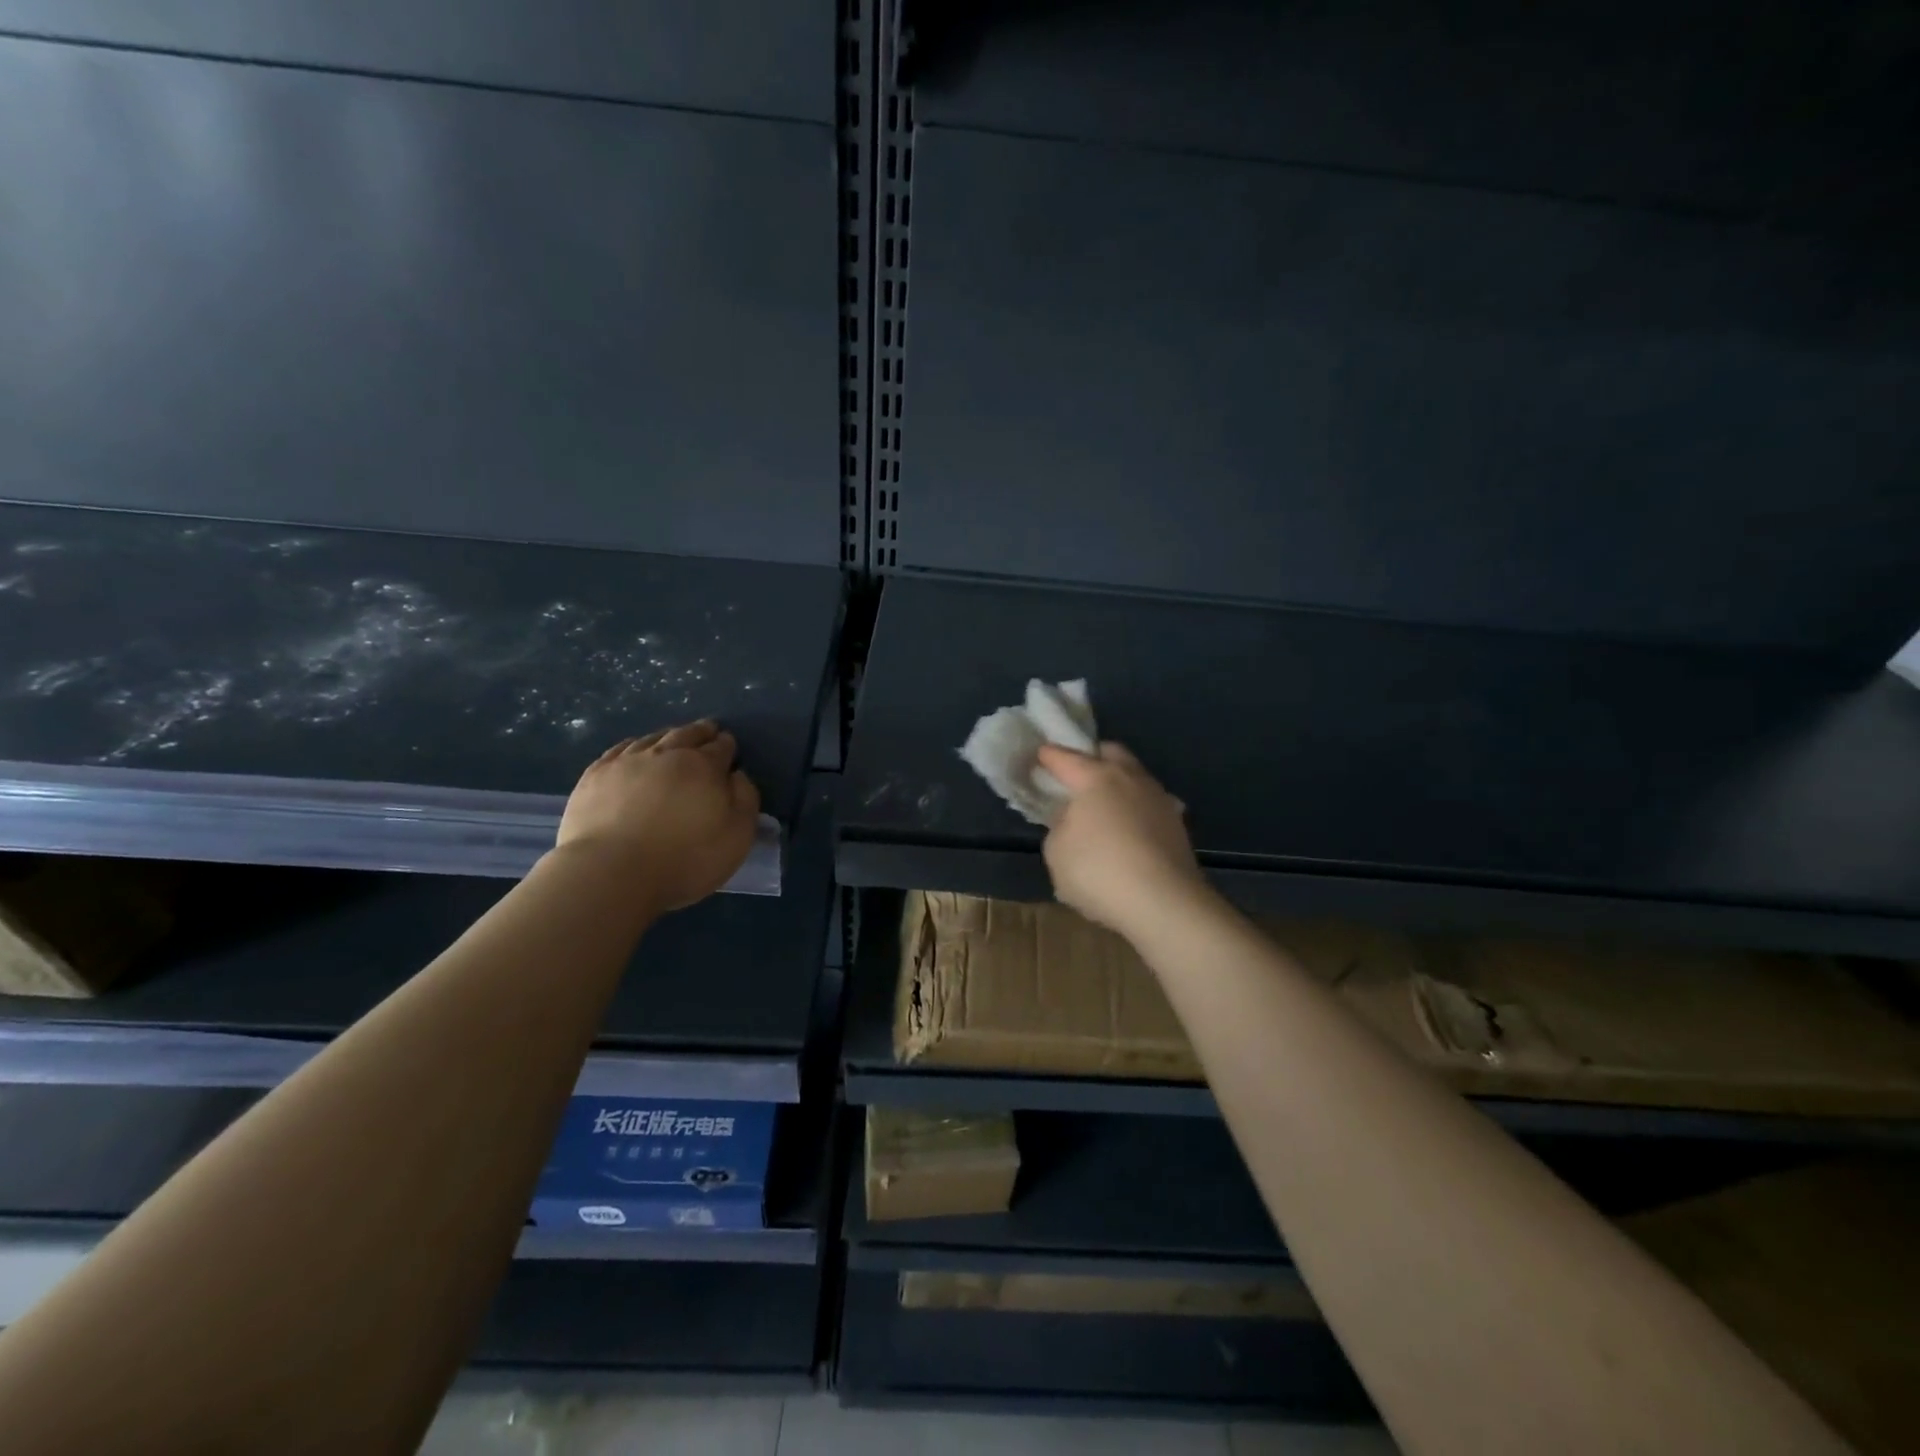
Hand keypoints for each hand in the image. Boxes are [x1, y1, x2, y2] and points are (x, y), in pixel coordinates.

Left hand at [556, 721, 760, 913]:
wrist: (611, 872)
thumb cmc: (684, 859)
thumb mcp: (737, 836)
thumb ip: (745, 800)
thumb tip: (737, 774)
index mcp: (704, 767)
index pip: (721, 747)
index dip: (727, 745)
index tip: (729, 746)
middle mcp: (667, 754)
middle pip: (688, 734)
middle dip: (701, 732)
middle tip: (708, 731)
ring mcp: (627, 762)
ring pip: (654, 738)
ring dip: (669, 736)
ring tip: (674, 738)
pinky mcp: (595, 775)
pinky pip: (619, 750)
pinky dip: (634, 746)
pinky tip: (634, 751)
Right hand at [1035, 742, 1205, 937]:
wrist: (1164, 903)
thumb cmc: (1099, 871)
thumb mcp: (1056, 851)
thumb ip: (1059, 826)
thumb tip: (1073, 819)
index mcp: (1096, 777)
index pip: (1065, 758)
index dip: (1049, 756)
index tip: (1039, 755)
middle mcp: (1130, 778)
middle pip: (1110, 752)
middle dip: (1091, 757)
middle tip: (1075, 775)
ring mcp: (1158, 798)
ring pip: (1134, 776)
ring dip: (1117, 784)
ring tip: (1103, 805)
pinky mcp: (1177, 824)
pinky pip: (1149, 804)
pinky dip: (1135, 809)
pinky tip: (1128, 829)